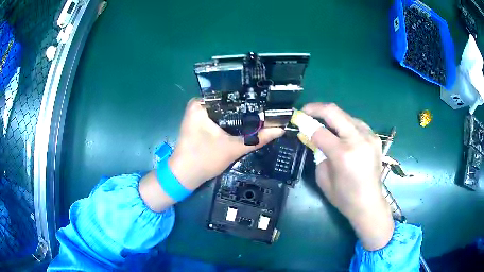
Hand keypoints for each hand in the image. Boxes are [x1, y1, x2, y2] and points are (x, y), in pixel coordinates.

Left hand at [169, 99, 284, 189]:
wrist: (184, 177)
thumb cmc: (203, 159)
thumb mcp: (233, 148)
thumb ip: (257, 139)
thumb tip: (280, 130)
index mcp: (201, 103)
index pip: (231, 94)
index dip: (250, 99)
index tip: (267, 102)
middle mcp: (198, 105)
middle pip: (228, 103)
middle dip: (246, 108)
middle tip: (267, 110)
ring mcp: (198, 115)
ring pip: (225, 111)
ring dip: (239, 116)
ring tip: (261, 115)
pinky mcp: (199, 124)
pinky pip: (219, 119)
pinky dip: (231, 123)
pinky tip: (246, 124)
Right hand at [302, 103, 392, 250]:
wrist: (369, 203)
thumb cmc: (343, 197)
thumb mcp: (323, 177)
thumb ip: (317, 153)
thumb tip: (312, 136)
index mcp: (343, 154)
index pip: (319, 131)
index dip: (306, 123)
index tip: (297, 120)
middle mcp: (358, 140)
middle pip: (334, 112)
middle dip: (316, 108)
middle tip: (306, 111)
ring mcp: (369, 137)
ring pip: (346, 115)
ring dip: (332, 116)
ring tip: (324, 124)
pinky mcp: (375, 138)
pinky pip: (357, 123)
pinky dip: (345, 124)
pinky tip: (341, 132)